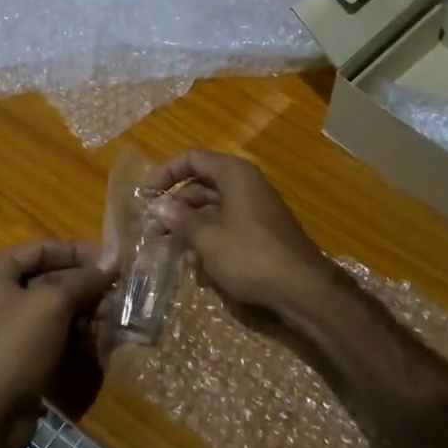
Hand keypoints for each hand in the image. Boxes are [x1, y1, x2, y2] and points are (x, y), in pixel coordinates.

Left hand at [0, 241, 114, 447]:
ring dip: (86, 310)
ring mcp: (7, 325)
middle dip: (86, 285)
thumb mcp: (53, 303)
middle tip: (120, 290)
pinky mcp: (20, 352)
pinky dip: (76, 332)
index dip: (79, 252)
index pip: (43, 249)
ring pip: (56, 306)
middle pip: (50, 277)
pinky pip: (53, 331)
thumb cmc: (16, 346)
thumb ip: (84, 278)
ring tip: (115, 316)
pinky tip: (101, 338)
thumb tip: (115, 257)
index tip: (113, 259)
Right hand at [143, 151, 341, 322]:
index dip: (166, 173)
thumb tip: (157, 205)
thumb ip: (180, 219)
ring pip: (213, 210)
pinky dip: (212, 242)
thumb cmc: (250, 256)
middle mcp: (246, 184)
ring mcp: (256, 209)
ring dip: (193, 230)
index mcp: (234, 174)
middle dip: (177, 207)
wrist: (302, 288)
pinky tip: (202, 270)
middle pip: (201, 186)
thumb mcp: (207, 238)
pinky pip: (228, 228)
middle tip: (155, 230)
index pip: (193, 159)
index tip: (145, 196)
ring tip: (178, 254)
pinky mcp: (261, 232)